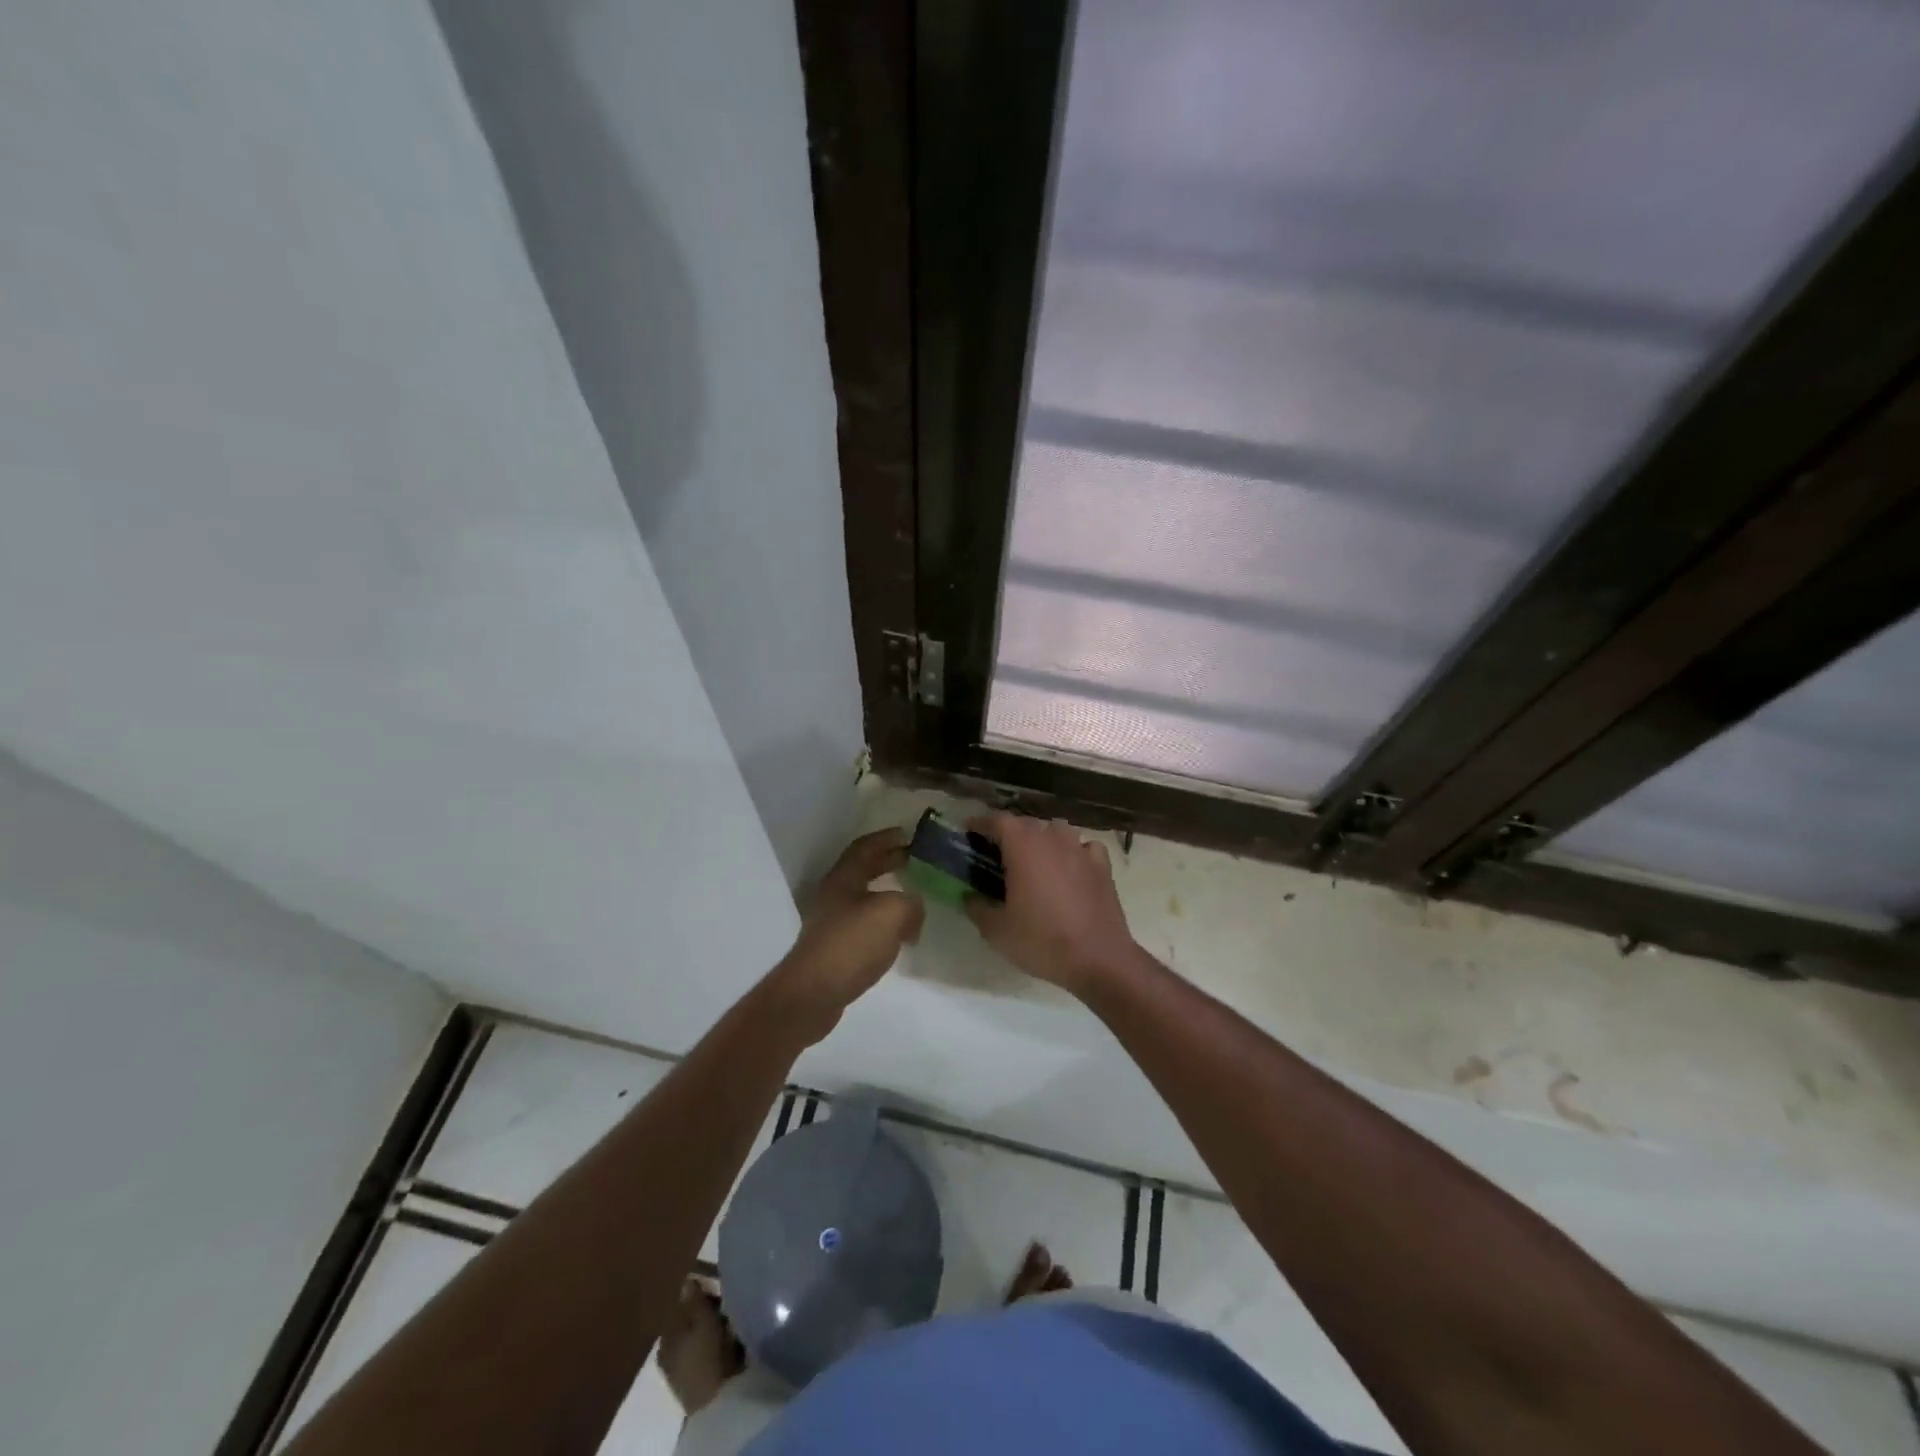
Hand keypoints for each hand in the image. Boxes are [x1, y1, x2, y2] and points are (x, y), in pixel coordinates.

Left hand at [772, 828, 923, 1040]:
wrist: (814, 994)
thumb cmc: (851, 943)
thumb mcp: (893, 913)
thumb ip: (911, 903)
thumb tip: (914, 909)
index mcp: (844, 878)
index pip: (865, 847)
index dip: (886, 838)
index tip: (908, 834)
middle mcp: (834, 895)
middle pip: (863, 870)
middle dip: (888, 862)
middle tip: (914, 860)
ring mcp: (831, 923)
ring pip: (864, 898)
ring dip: (887, 893)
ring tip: (912, 897)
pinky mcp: (835, 949)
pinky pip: (864, 925)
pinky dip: (884, 922)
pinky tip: (899, 934)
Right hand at [964, 813, 1137, 996]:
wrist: (1098, 959)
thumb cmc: (1041, 940)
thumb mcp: (996, 931)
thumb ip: (977, 907)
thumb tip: (969, 896)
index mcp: (1023, 846)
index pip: (997, 821)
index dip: (980, 823)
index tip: (969, 831)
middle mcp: (1052, 838)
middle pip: (1027, 824)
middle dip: (1010, 833)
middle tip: (998, 853)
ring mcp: (1080, 850)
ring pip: (1057, 831)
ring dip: (1043, 839)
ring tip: (1035, 859)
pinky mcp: (1102, 866)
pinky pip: (1084, 847)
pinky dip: (1074, 852)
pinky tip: (1071, 868)